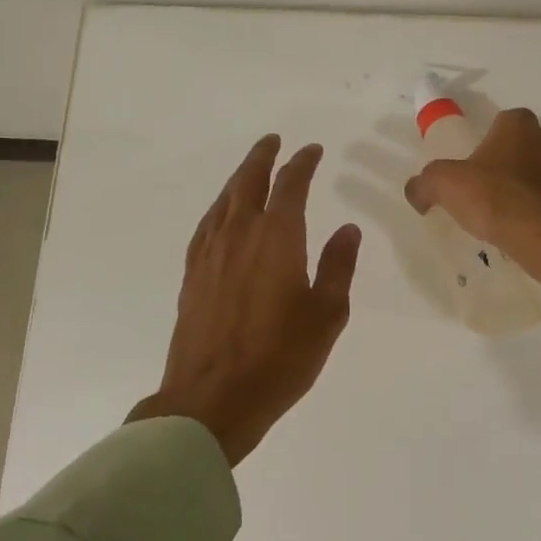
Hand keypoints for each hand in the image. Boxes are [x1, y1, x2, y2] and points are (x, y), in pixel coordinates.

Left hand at [130, 135, 361, 466]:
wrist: (213, 398)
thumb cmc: (280, 358)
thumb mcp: (326, 314)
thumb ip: (338, 266)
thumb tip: (347, 228)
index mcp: (277, 238)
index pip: (290, 185)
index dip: (302, 163)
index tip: (312, 150)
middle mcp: (240, 235)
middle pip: (249, 182)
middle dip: (263, 157)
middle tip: (274, 141)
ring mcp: (210, 254)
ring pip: (224, 201)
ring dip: (239, 178)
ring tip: (251, 169)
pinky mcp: (192, 275)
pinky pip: (206, 226)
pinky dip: (219, 208)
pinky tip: (222, 214)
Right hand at [403, 108, 540, 300]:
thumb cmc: (495, 201)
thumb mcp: (445, 186)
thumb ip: (425, 182)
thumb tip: (417, 190)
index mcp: (519, 126)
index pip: (505, 122)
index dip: (492, 144)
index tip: (482, 170)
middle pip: (536, 143)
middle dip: (523, 160)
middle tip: (503, 190)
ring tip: (528, 211)